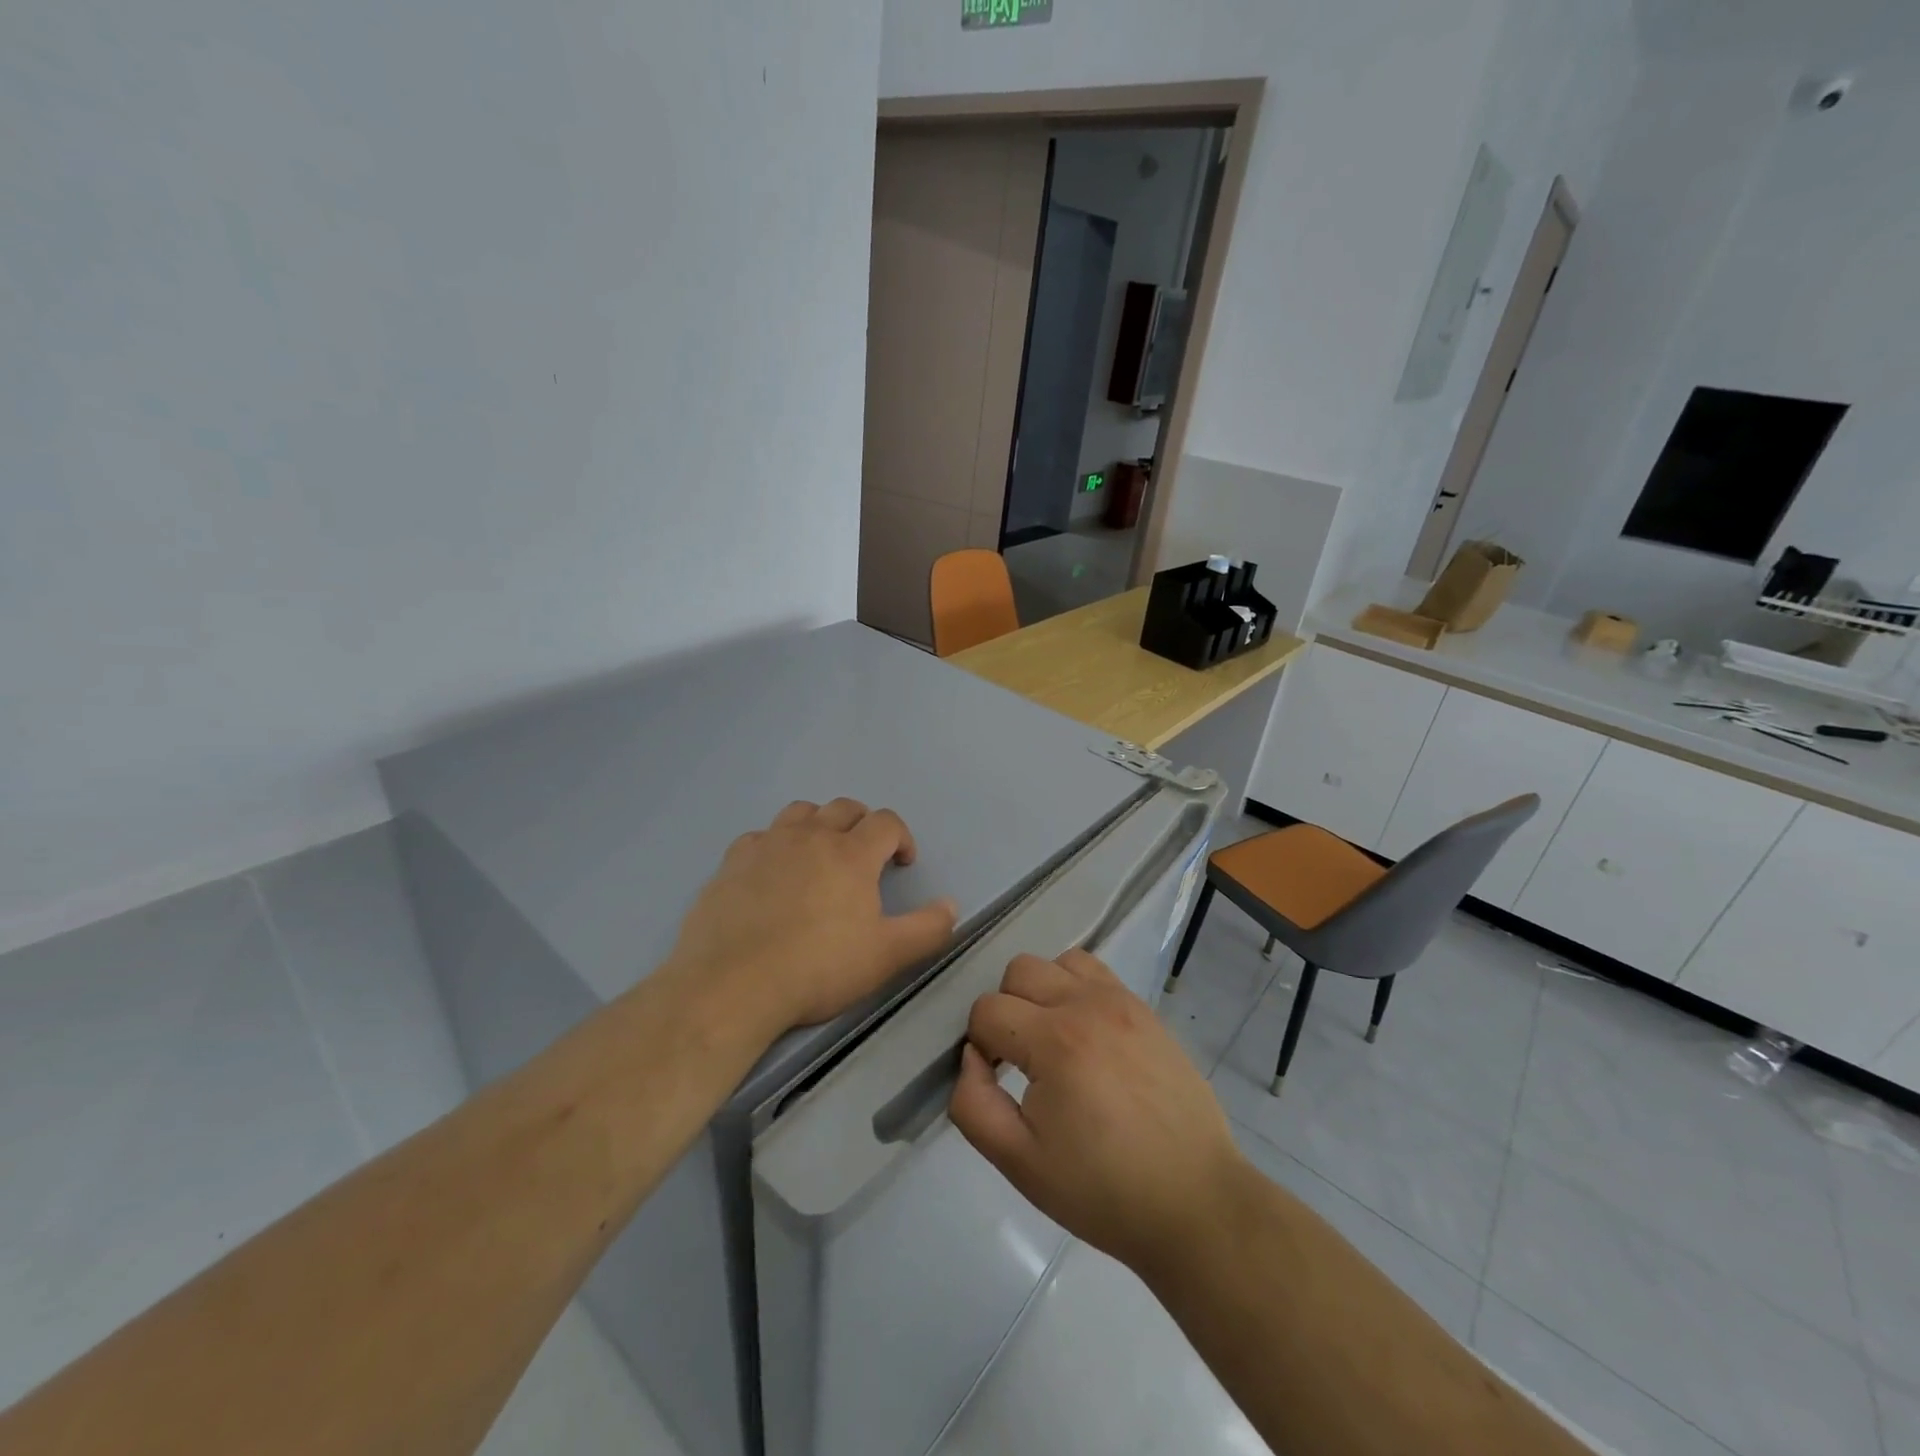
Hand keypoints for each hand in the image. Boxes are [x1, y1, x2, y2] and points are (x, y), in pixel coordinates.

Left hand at [670, 798, 958, 1031]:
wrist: (733, 984)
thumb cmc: (818, 968)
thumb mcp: (887, 956)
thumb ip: (928, 928)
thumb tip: (951, 905)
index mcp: (852, 853)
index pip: (886, 822)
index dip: (901, 837)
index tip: (902, 863)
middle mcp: (811, 836)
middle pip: (844, 808)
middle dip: (863, 824)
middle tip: (866, 855)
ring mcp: (768, 844)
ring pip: (801, 812)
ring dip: (819, 824)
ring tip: (820, 853)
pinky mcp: (732, 861)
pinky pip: (760, 836)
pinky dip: (775, 844)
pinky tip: (772, 872)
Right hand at [948, 949, 1244, 1278]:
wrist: (1193, 1201)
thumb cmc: (1102, 1190)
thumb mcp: (1020, 1163)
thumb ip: (973, 1105)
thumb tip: (971, 1057)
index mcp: (1054, 1041)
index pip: (987, 1009)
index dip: (981, 1045)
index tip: (999, 1081)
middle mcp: (1086, 1005)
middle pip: (1019, 970)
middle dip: (1007, 1010)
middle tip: (1021, 1060)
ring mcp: (1121, 1001)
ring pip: (1059, 962)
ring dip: (1043, 992)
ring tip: (1054, 1041)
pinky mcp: (1145, 1010)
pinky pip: (1097, 973)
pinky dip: (1077, 989)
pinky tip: (1086, 1036)